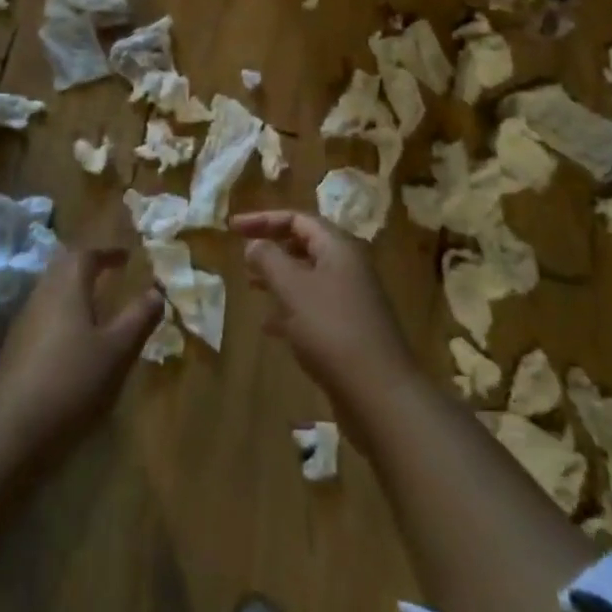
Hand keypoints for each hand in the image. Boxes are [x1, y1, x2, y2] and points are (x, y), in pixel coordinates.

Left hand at [0, 248, 163, 450]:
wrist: (10, 433)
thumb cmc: (72, 382)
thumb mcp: (117, 351)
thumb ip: (139, 318)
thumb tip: (156, 291)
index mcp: (66, 288)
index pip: (85, 254)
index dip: (107, 252)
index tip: (127, 257)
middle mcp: (41, 296)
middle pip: (62, 268)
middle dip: (87, 266)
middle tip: (110, 273)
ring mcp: (23, 324)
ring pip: (50, 293)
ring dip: (73, 291)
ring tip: (97, 306)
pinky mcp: (14, 351)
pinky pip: (42, 318)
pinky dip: (62, 316)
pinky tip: (73, 342)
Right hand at [233, 211, 418, 418]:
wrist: (379, 393)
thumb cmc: (331, 330)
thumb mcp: (292, 288)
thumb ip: (269, 260)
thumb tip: (255, 244)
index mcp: (338, 248)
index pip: (298, 219)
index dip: (263, 219)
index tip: (232, 228)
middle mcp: (348, 267)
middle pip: (305, 245)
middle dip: (272, 247)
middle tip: (242, 256)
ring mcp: (351, 299)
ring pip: (308, 277)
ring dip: (279, 278)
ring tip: (251, 286)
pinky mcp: (350, 329)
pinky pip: (314, 307)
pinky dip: (290, 309)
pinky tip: (270, 327)